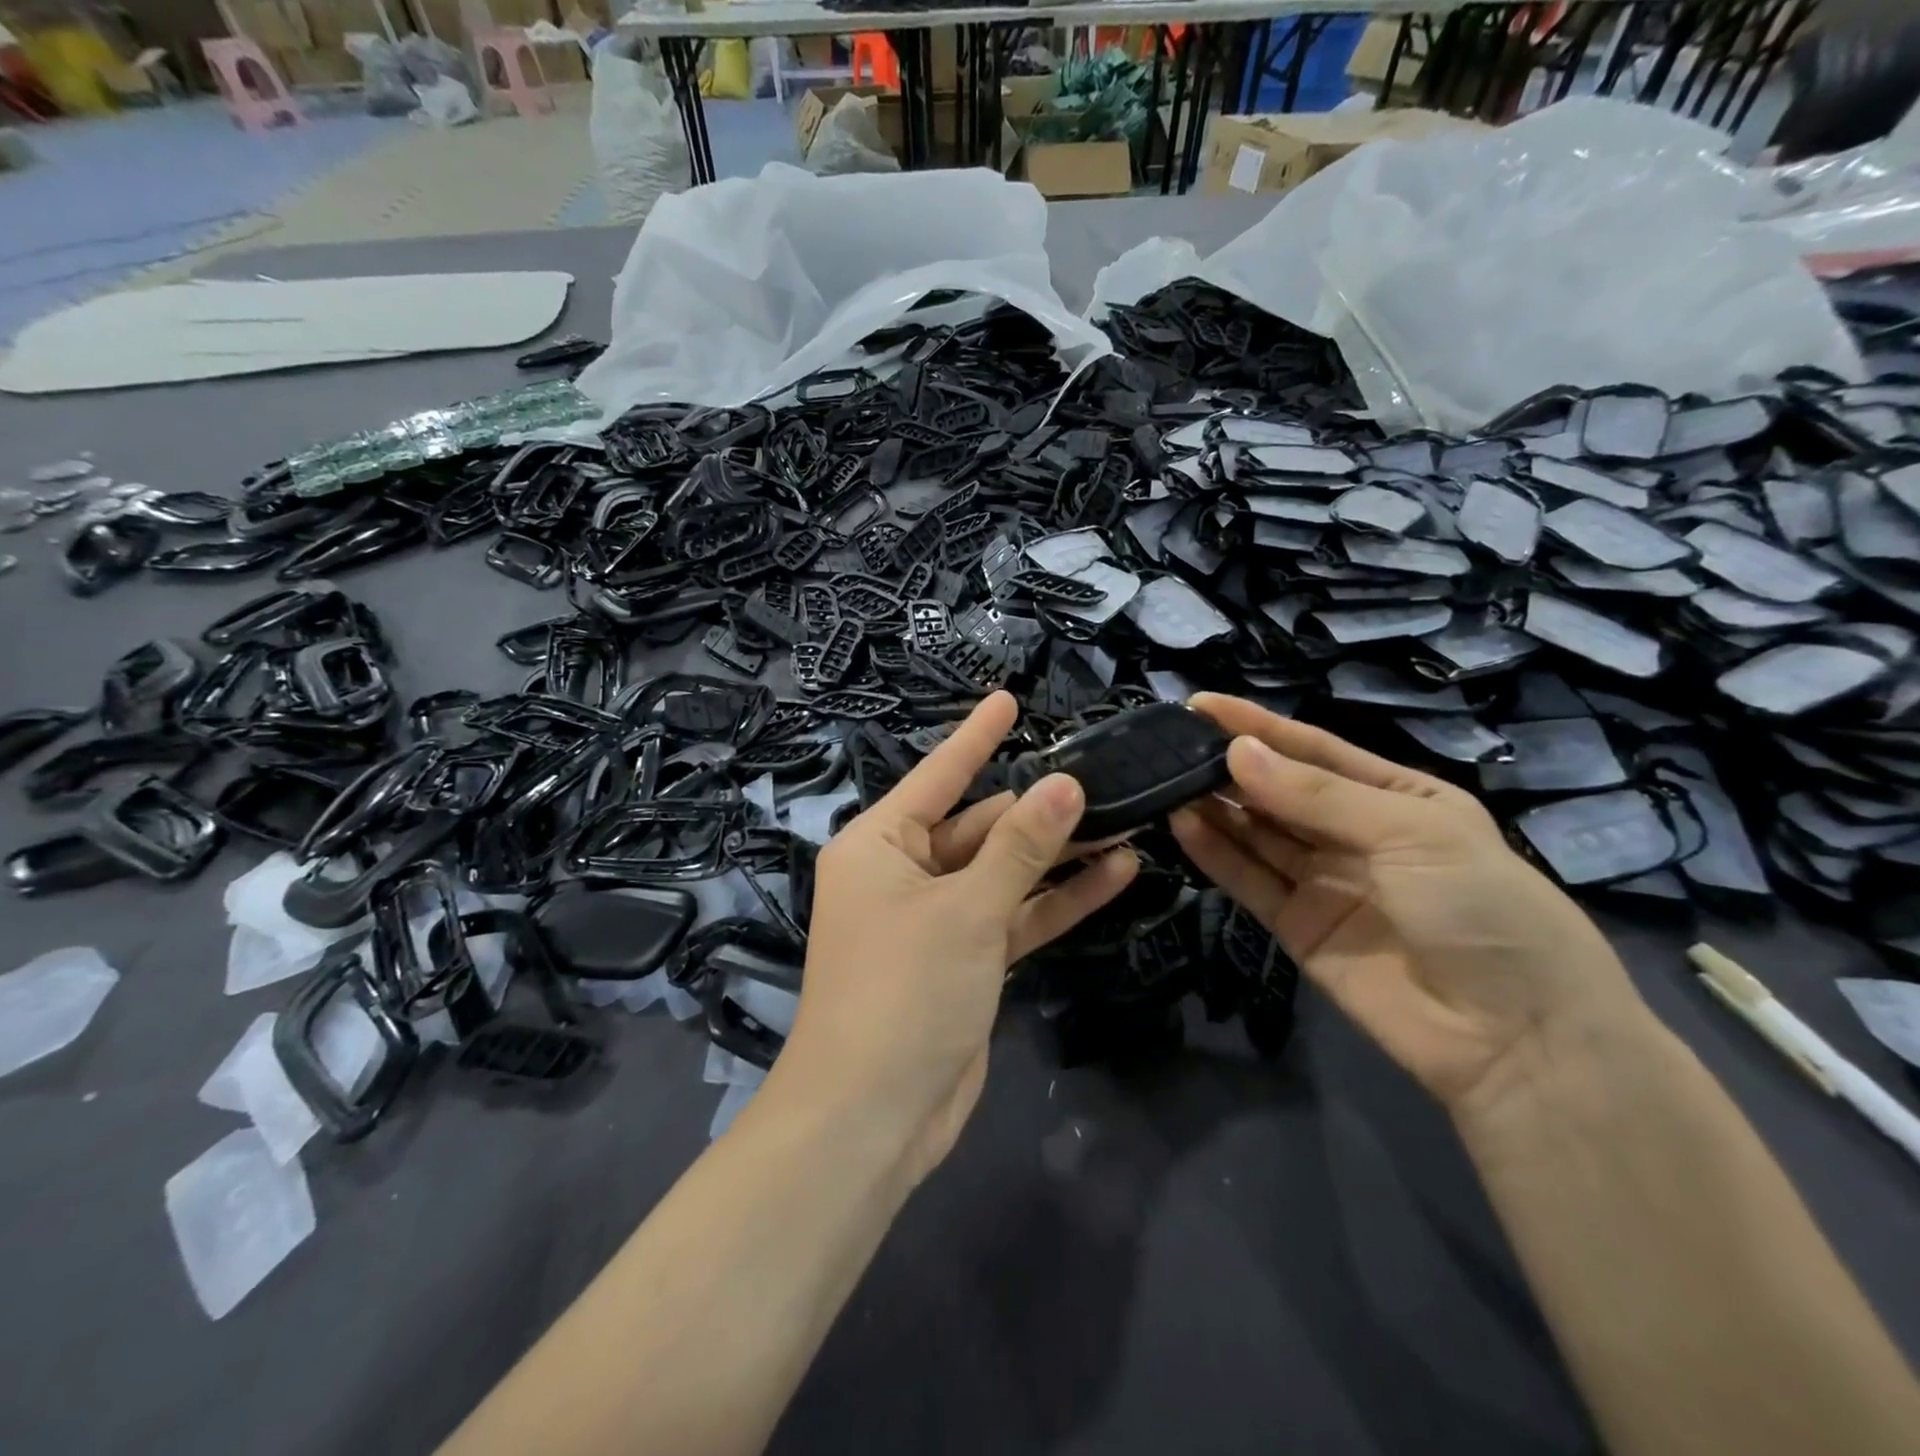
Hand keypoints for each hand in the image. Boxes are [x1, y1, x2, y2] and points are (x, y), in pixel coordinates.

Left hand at [780, 692, 1137, 1181]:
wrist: (873, 1116)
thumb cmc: (903, 991)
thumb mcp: (966, 909)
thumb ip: (1020, 847)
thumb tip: (1065, 783)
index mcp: (879, 845)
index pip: (938, 776)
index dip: (976, 737)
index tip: (1009, 698)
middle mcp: (903, 873)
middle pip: (978, 826)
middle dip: (1037, 808)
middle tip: (1102, 777)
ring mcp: (937, 919)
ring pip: (1003, 872)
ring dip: (1057, 854)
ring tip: (1123, 819)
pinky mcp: (965, 961)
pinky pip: (1014, 916)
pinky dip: (1057, 900)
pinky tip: (1116, 875)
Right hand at [1170, 694, 1650, 1117]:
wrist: (1516, 1040)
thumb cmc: (1481, 908)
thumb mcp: (1409, 832)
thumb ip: (1316, 794)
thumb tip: (1236, 752)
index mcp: (1397, 797)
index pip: (1314, 749)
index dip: (1259, 726)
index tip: (1201, 705)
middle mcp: (1355, 834)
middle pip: (1280, 790)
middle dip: (1229, 766)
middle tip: (1171, 746)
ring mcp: (1324, 882)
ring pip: (1257, 833)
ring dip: (1215, 807)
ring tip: (1164, 781)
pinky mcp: (1297, 926)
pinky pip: (1249, 881)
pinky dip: (1216, 854)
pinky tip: (1182, 826)